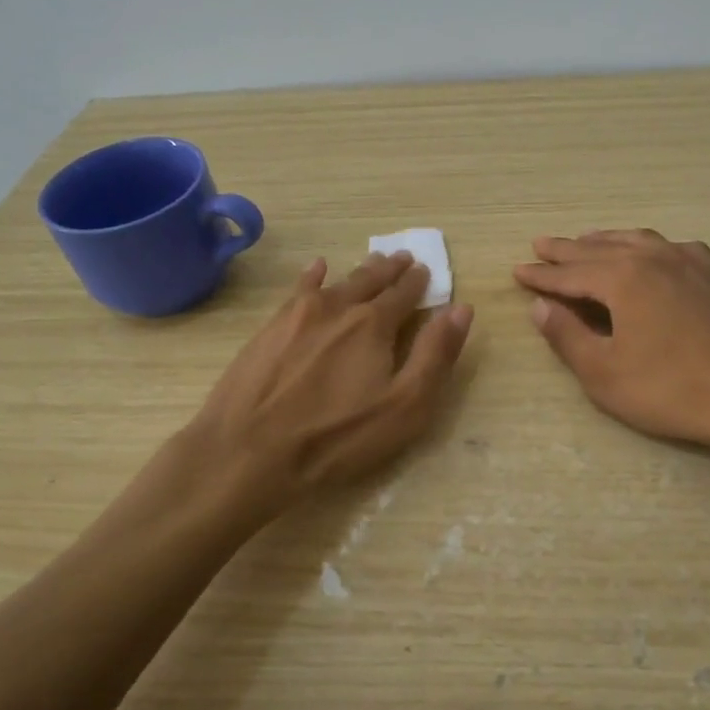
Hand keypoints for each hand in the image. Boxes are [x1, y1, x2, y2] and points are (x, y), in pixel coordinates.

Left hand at [183, 252, 472, 512]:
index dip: (418, 283)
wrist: (249, 451)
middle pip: (370, 281)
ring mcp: (298, 315)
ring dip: (359, 272)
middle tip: (403, 258)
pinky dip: (313, 276)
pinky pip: (298, 290)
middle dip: (390, 270)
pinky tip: (317, 269)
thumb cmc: (337, 437)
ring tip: (372, 263)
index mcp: (374, 325)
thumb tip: (461, 308)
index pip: (404, 294)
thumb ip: (435, 355)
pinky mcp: (269, 329)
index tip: (425, 271)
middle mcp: (338, 308)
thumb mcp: (405, 407)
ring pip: (337, 282)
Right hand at [514, 230, 709, 451]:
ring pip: (636, 241)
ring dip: (605, 241)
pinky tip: (649, 253)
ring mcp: (690, 262)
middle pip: (599, 249)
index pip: (570, 273)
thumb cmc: (671, 390)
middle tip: (540, 245)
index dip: (541, 275)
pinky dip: (646, 246)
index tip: (517, 270)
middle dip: (566, 250)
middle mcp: (653, 258)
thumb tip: (540, 306)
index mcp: (623, 278)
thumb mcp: (604, 373)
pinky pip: (670, 247)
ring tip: (585, 240)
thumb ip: (568, 336)